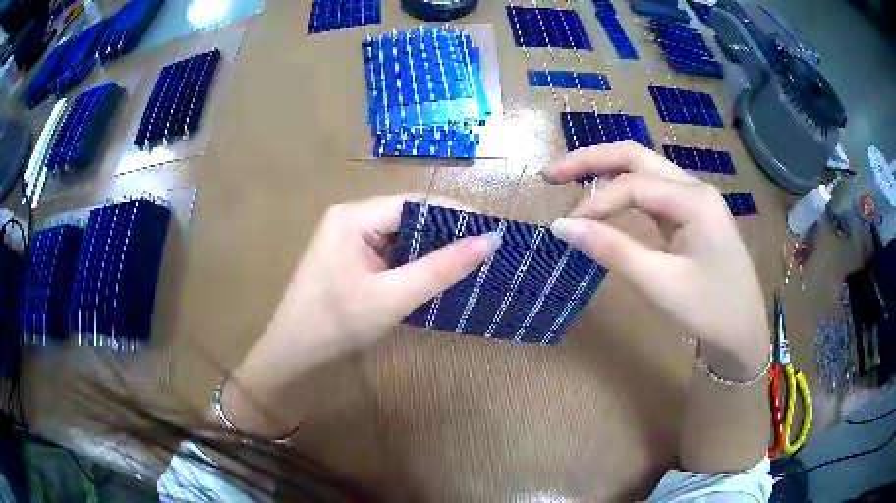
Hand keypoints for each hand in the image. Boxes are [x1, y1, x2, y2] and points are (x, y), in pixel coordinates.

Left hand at [238, 195, 499, 383]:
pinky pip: (388, 252)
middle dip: (445, 233)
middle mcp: (349, 219)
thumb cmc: (337, 325)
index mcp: (353, 216)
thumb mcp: (394, 297)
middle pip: (407, 217)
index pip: (414, 203)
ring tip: (469, 261)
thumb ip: (442, 267)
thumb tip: (491, 240)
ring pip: (400, 236)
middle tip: (485, 249)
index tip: (491, 229)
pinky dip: (412, 263)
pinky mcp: (348, 259)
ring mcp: (346, 239)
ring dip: (430, 250)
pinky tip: (434, 274)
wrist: (292, 355)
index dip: (455, 214)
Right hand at [541, 142, 769, 379]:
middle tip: (551, 173)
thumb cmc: (709, 310)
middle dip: (592, 160)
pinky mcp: (692, 215)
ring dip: (607, 171)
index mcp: (694, 199)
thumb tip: (561, 227)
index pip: (632, 185)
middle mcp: (695, 188)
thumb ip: (612, 250)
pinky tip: (607, 202)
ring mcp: (695, 200)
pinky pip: (654, 193)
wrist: (744, 333)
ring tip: (570, 180)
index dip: (594, 203)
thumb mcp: (660, 283)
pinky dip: (625, 193)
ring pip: (645, 170)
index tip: (565, 228)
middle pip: (636, 157)